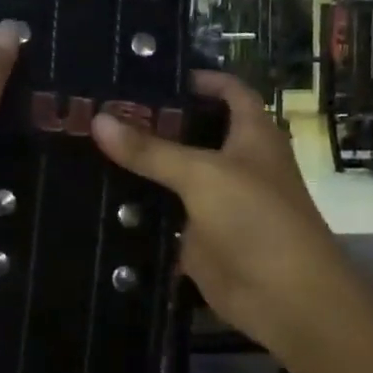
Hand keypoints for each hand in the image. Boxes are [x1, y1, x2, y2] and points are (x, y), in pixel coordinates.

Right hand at [92, 72, 340, 347]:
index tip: (149, 73)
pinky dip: (136, 204)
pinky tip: (98, 193)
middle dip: (154, 121)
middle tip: (101, 108)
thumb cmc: (256, 220)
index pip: (229, 91)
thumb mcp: (203, 175)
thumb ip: (150, 150)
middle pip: (192, 132)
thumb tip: (98, 120)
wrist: (284, 299)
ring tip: (88, 143)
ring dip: (140, 163)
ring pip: (172, 173)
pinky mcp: (196, 235)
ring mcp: (215, 201)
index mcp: (252, 136)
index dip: (198, 78)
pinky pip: (162, 212)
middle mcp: (234, 163)